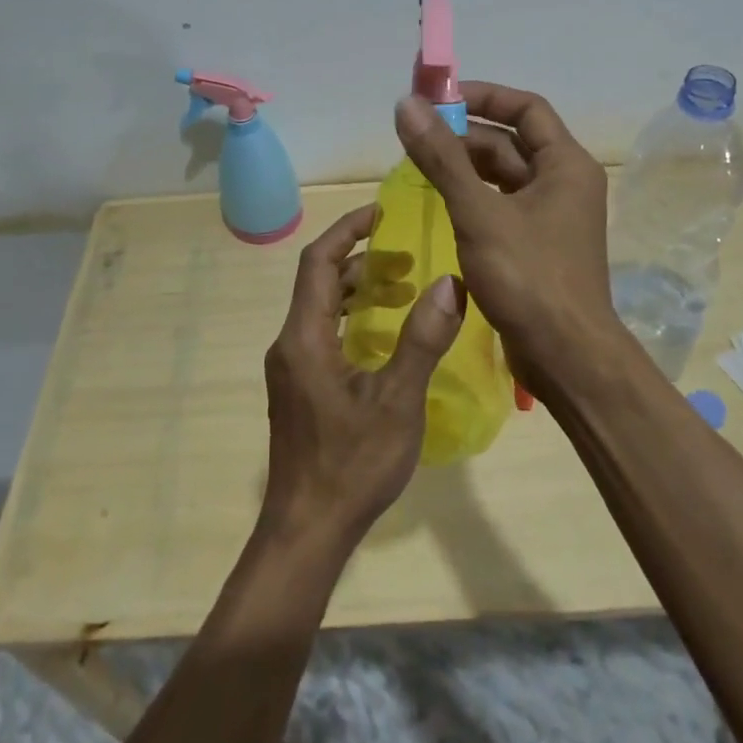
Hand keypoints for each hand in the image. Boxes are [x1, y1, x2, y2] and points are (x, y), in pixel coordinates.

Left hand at [260, 205, 466, 546]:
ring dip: (359, 291)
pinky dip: (354, 320)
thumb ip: (422, 340)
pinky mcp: (300, 389)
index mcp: (305, 337)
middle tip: (408, 256)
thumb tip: (452, 283)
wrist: (306, 531)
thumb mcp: (397, 401)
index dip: (348, 230)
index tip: (382, 210)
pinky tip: (386, 336)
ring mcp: (292, 369)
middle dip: (362, 260)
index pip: (319, 262)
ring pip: (323, 310)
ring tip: (405, 288)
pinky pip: (324, 335)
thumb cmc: (351, 465)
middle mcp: (290, 344)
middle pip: (320, 282)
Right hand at [394, 82, 623, 394]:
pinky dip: (472, 198)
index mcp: (565, 164)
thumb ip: (441, 157)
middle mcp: (564, 183)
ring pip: (503, 176)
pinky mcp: (536, 245)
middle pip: (511, 142)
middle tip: (415, 137)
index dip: (483, 96)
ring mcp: (551, 216)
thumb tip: (406, 104)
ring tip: (418, 166)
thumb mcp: (479, 212)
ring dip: (464, 167)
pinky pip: (501, 206)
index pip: (526, 108)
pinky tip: (439, 203)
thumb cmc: (528, 277)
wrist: (566, 356)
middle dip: (464, 135)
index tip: (438, 99)